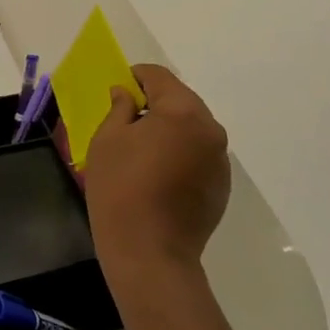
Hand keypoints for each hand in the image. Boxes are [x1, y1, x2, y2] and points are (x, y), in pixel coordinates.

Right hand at [82, 64, 230, 295]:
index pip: (159, 77)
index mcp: (183, 111)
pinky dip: (180, 153)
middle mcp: (210, 129)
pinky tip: (158, 173)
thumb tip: (126, 94)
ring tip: (142, 149)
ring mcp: (220, 160)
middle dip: (155, 103)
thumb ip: (119, 108)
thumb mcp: (108, 139)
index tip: (119, 88)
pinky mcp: (222, 185)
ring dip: (170, 129)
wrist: (150, 253)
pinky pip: (199, 154)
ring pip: (192, 128)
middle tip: (126, 118)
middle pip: (181, 100)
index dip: (136, 77)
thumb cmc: (121, 187)